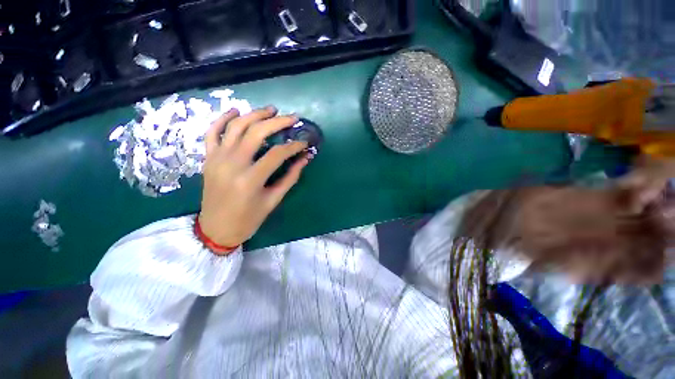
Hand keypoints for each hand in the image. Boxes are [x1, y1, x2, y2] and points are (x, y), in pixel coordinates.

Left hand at [198, 106, 309, 253]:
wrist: (216, 228)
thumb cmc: (248, 219)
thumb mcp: (273, 200)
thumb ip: (290, 177)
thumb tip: (304, 159)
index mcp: (251, 179)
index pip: (277, 154)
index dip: (294, 146)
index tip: (305, 143)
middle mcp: (232, 164)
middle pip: (257, 133)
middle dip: (277, 122)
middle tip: (292, 118)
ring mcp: (217, 158)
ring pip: (236, 126)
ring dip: (255, 114)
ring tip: (271, 110)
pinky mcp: (208, 158)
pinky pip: (212, 132)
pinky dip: (223, 118)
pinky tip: (236, 111)